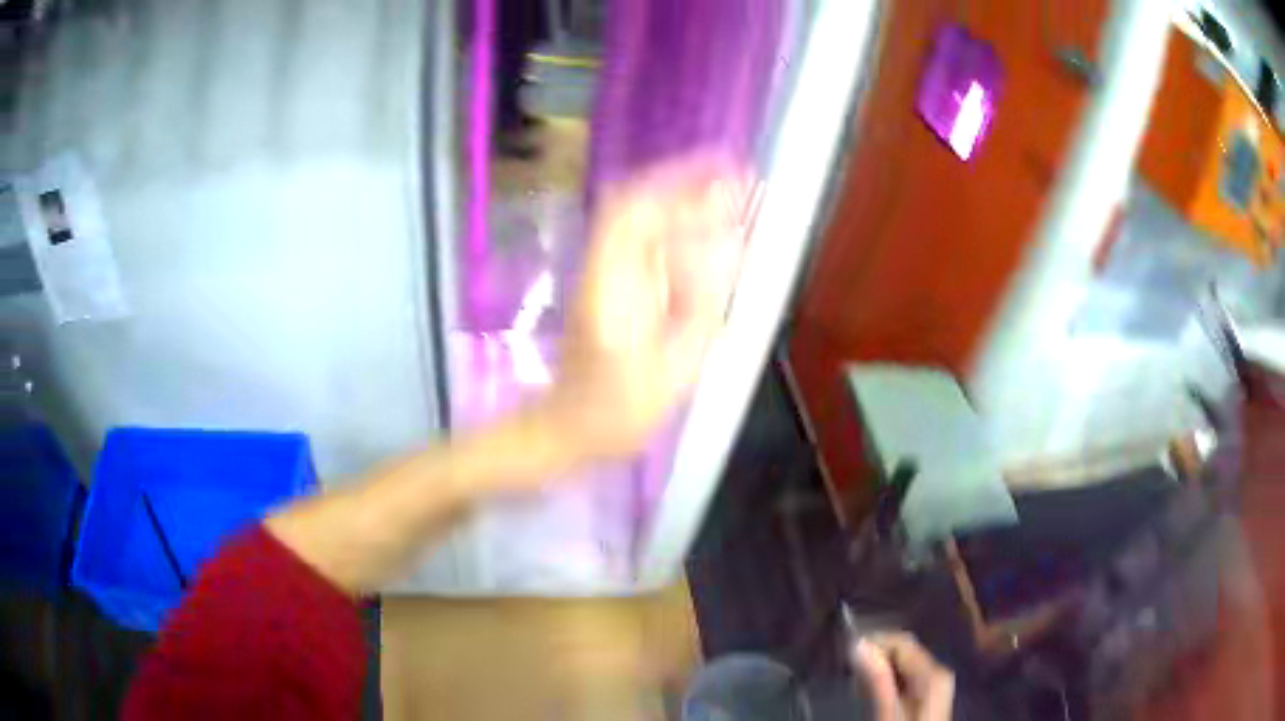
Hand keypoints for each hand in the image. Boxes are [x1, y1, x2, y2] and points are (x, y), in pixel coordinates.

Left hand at [541, 158, 751, 459]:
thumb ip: (701, 305)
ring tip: (728, 193)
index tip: (726, 173)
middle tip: (735, 176)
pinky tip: (705, 227)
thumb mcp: (673, 369)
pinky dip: (674, 223)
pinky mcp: (607, 282)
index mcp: (612, 286)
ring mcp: (600, 272)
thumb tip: (728, 247)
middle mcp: (601, 268)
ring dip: (680, 198)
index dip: (681, 185)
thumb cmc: (618, 411)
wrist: (569, 427)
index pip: (638, 213)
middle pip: (633, 203)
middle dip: (684, 180)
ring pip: (635, 217)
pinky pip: (640, 239)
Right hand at [852, 633, 954, 720]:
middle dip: (876, 655)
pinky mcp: (930, 696)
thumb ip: (877, 682)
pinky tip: (872, 692)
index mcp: (934, 673)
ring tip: (855, 681)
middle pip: (905, 651)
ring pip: (904, 664)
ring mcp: (936, 684)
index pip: (902, 642)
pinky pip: (907, 677)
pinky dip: (888, 680)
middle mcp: (939, 672)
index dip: (874, 643)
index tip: (845, 655)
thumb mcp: (888, 716)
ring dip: (880, 668)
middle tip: (847, 670)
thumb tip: (859, 644)